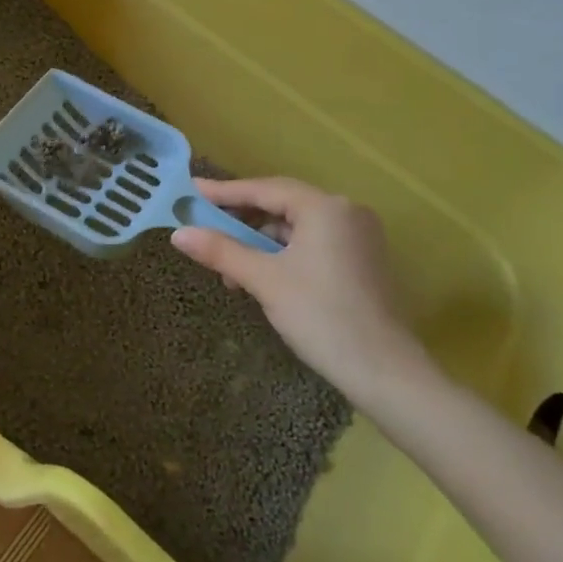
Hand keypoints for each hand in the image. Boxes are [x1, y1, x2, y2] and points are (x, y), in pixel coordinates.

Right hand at [171, 177, 436, 412]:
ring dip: (262, 243)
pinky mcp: (362, 260)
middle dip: (242, 221)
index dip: (225, 192)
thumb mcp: (264, 280)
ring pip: (297, 227)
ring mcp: (359, 236)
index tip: (192, 191)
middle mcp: (346, 212)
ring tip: (232, 270)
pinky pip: (313, 243)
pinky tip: (263, 277)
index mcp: (325, 207)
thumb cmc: (321, 316)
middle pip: (282, 205)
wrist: (384, 372)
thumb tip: (178, 234)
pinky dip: (284, 254)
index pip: (265, 189)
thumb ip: (221, 251)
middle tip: (206, 228)